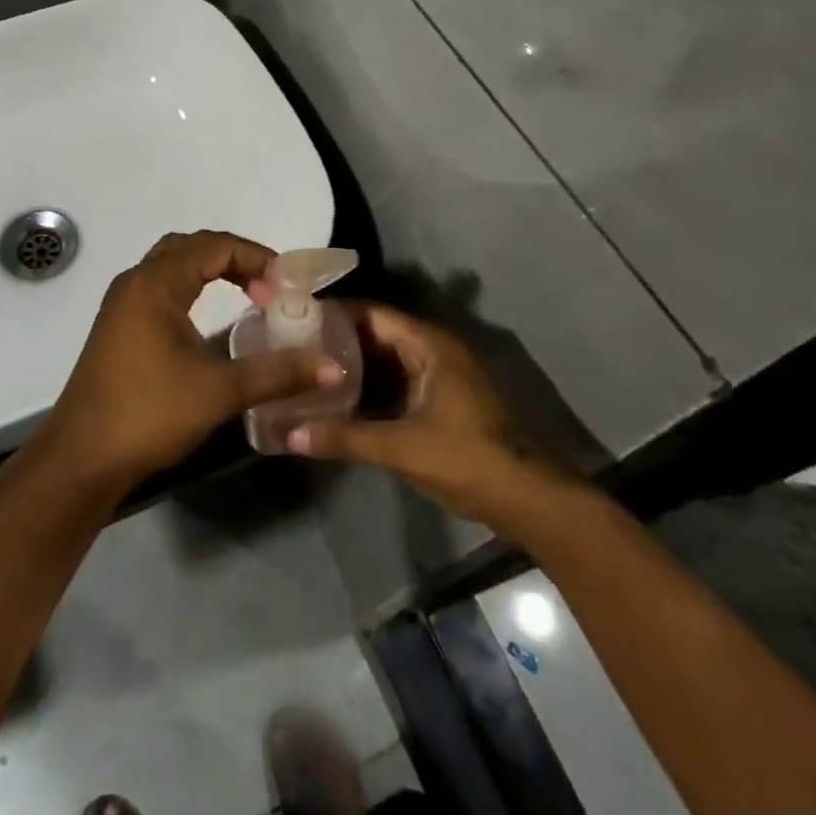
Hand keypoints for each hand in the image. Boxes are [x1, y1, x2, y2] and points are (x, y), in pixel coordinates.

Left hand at [39, 231, 345, 490]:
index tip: (286, 288)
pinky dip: (191, 287)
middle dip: (234, 258)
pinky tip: (208, 319)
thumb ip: (277, 373)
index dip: (255, 257)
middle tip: (269, 287)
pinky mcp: (118, 326)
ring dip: (210, 270)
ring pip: (172, 265)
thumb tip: (333, 367)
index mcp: (156, 283)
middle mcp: (136, 281)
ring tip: (247, 296)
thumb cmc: (149, 413)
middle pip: (191, 247)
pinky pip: (160, 286)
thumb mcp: (219, 391)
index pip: (214, 245)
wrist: (82, 456)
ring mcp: (122, 303)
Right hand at [286, 303, 574, 526]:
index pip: (371, 313)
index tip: (293, 318)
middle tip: (292, 347)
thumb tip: (287, 434)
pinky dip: (367, 387)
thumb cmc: (467, 459)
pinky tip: (336, 400)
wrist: (528, 501)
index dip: (333, 313)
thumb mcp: (401, 447)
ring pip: (384, 360)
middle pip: (375, 334)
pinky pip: (393, 382)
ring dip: (350, 366)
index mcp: (428, 345)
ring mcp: (438, 377)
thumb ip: (344, 437)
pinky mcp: (439, 401)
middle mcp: (432, 351)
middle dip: (336, 340)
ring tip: (305, 370)